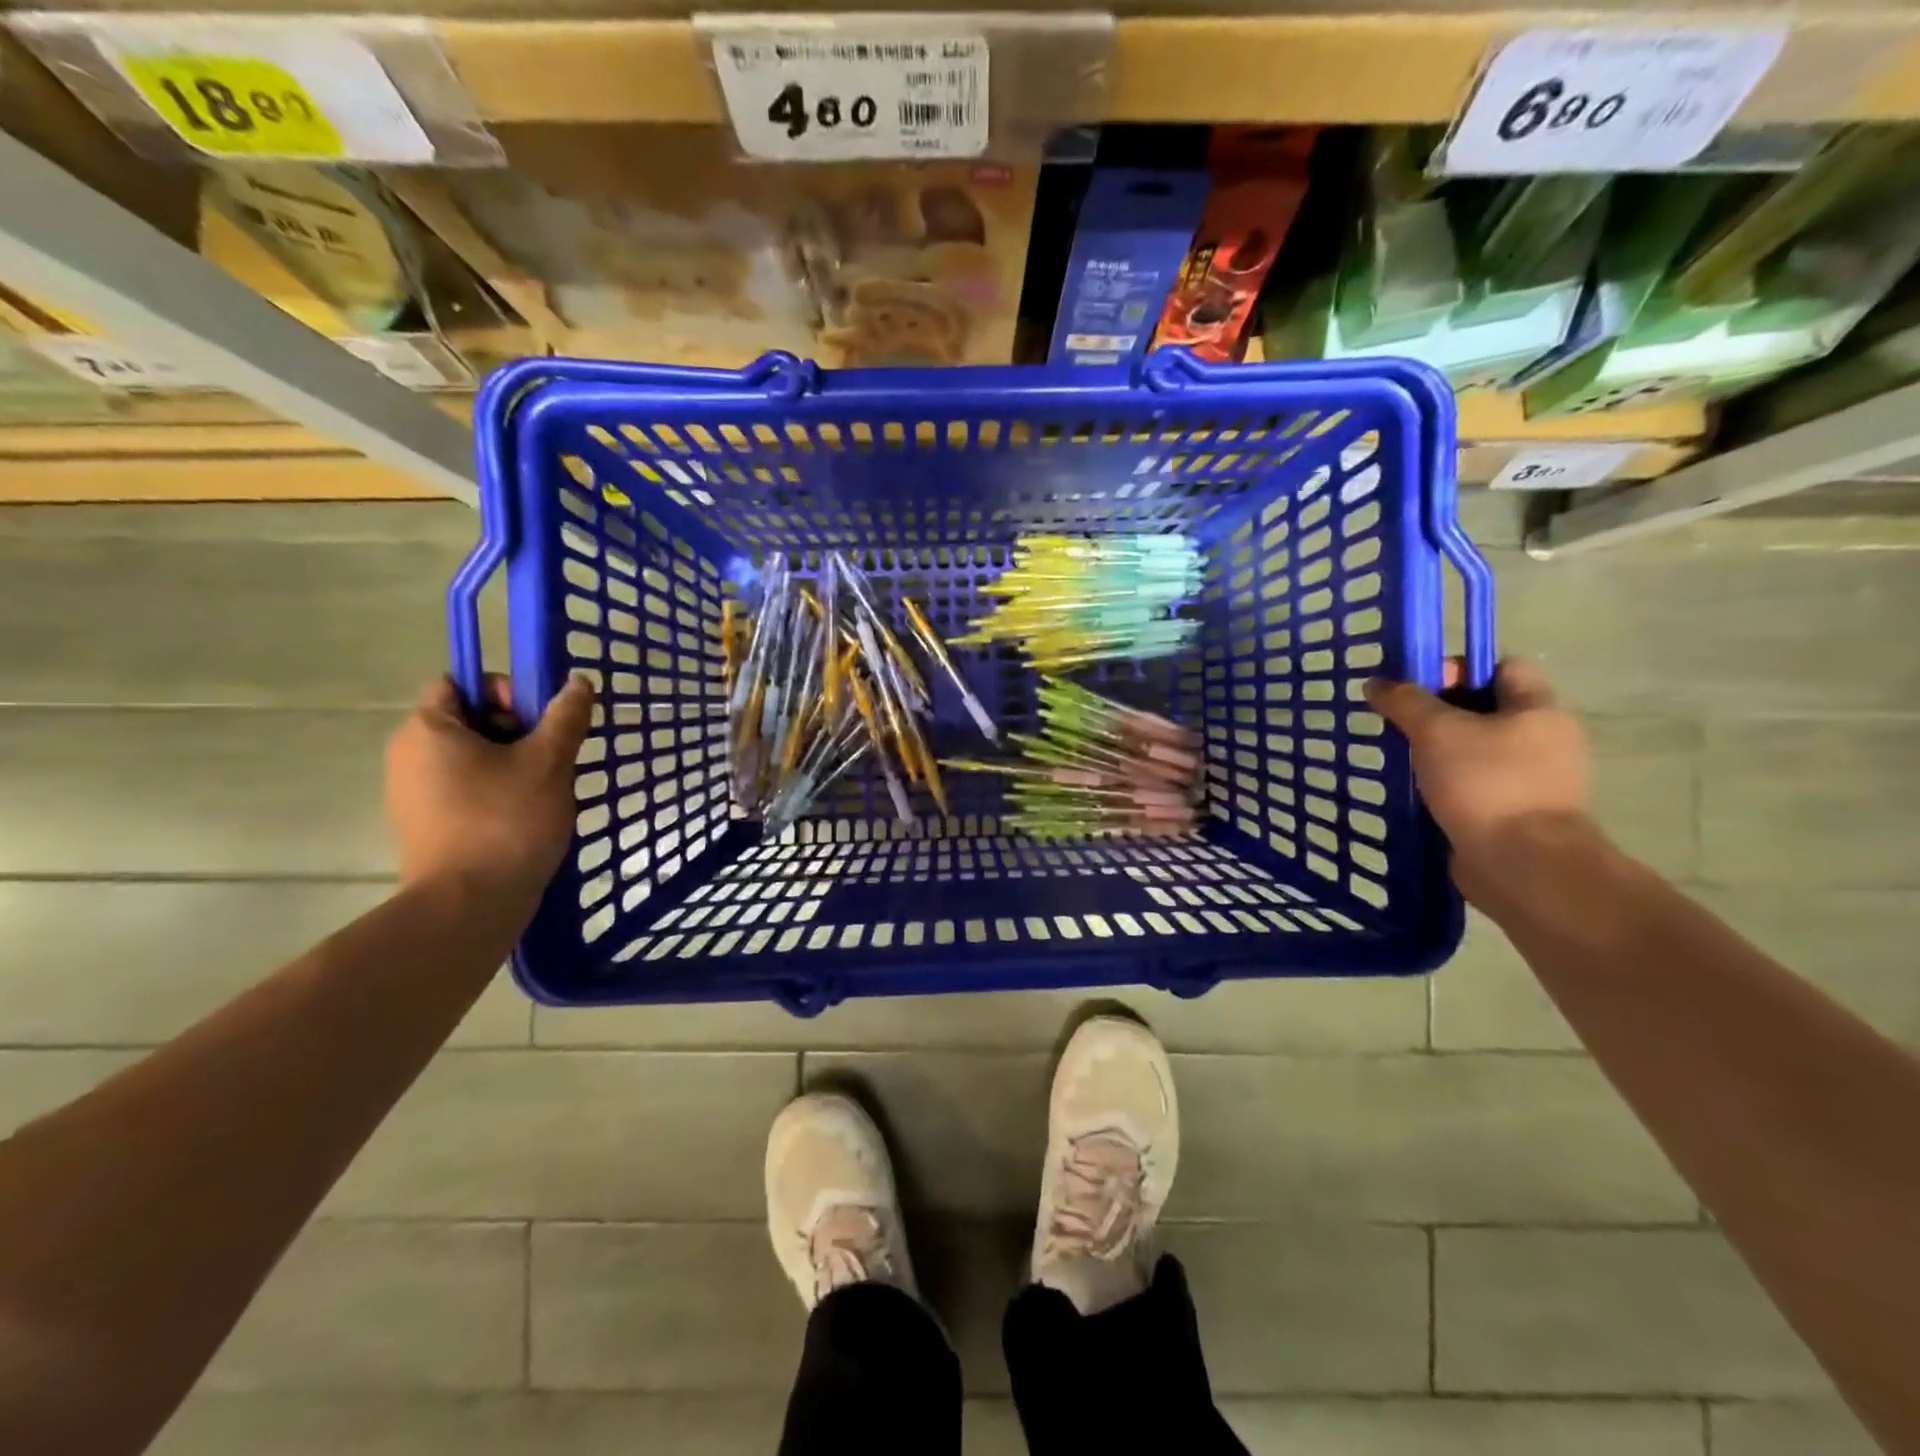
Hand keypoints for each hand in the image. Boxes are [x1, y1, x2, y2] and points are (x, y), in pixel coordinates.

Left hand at [384, 673, 594, 903]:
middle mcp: (409, 755)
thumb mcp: (548, 761)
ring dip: (514, 763)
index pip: (463, 683)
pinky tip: (528, 816)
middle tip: (554, 756)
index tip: (541, 721)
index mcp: (428, 729)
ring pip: (473, 758)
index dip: (506, 691)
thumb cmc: (506, 821)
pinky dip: (498, 792)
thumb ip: (566, 716)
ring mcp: (413, 794)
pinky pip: (467, 790)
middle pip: (470, 720)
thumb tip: (579, 682)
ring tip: (547, 789)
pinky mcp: (426, 826)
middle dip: (518, 731)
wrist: (469, 905)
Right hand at [1365, 658, 1593, 897]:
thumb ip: (1404, 701)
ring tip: (1399, 756)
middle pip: (1483, 707)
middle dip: (1437, 712)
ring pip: (1474, 748)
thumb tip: (1377, 683)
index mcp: (1537, 708)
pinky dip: (1444, 781)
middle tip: (1397, 722)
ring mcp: (1531, 777)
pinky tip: (1414, 789)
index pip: (1500, 666)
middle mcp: (1542, 737)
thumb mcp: (1436, 730)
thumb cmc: (1485, 783)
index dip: (1457, 669)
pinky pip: (1472, 782)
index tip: (1415, 687)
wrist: (1521, 863)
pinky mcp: (1513, 810)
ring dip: (1437, 750)